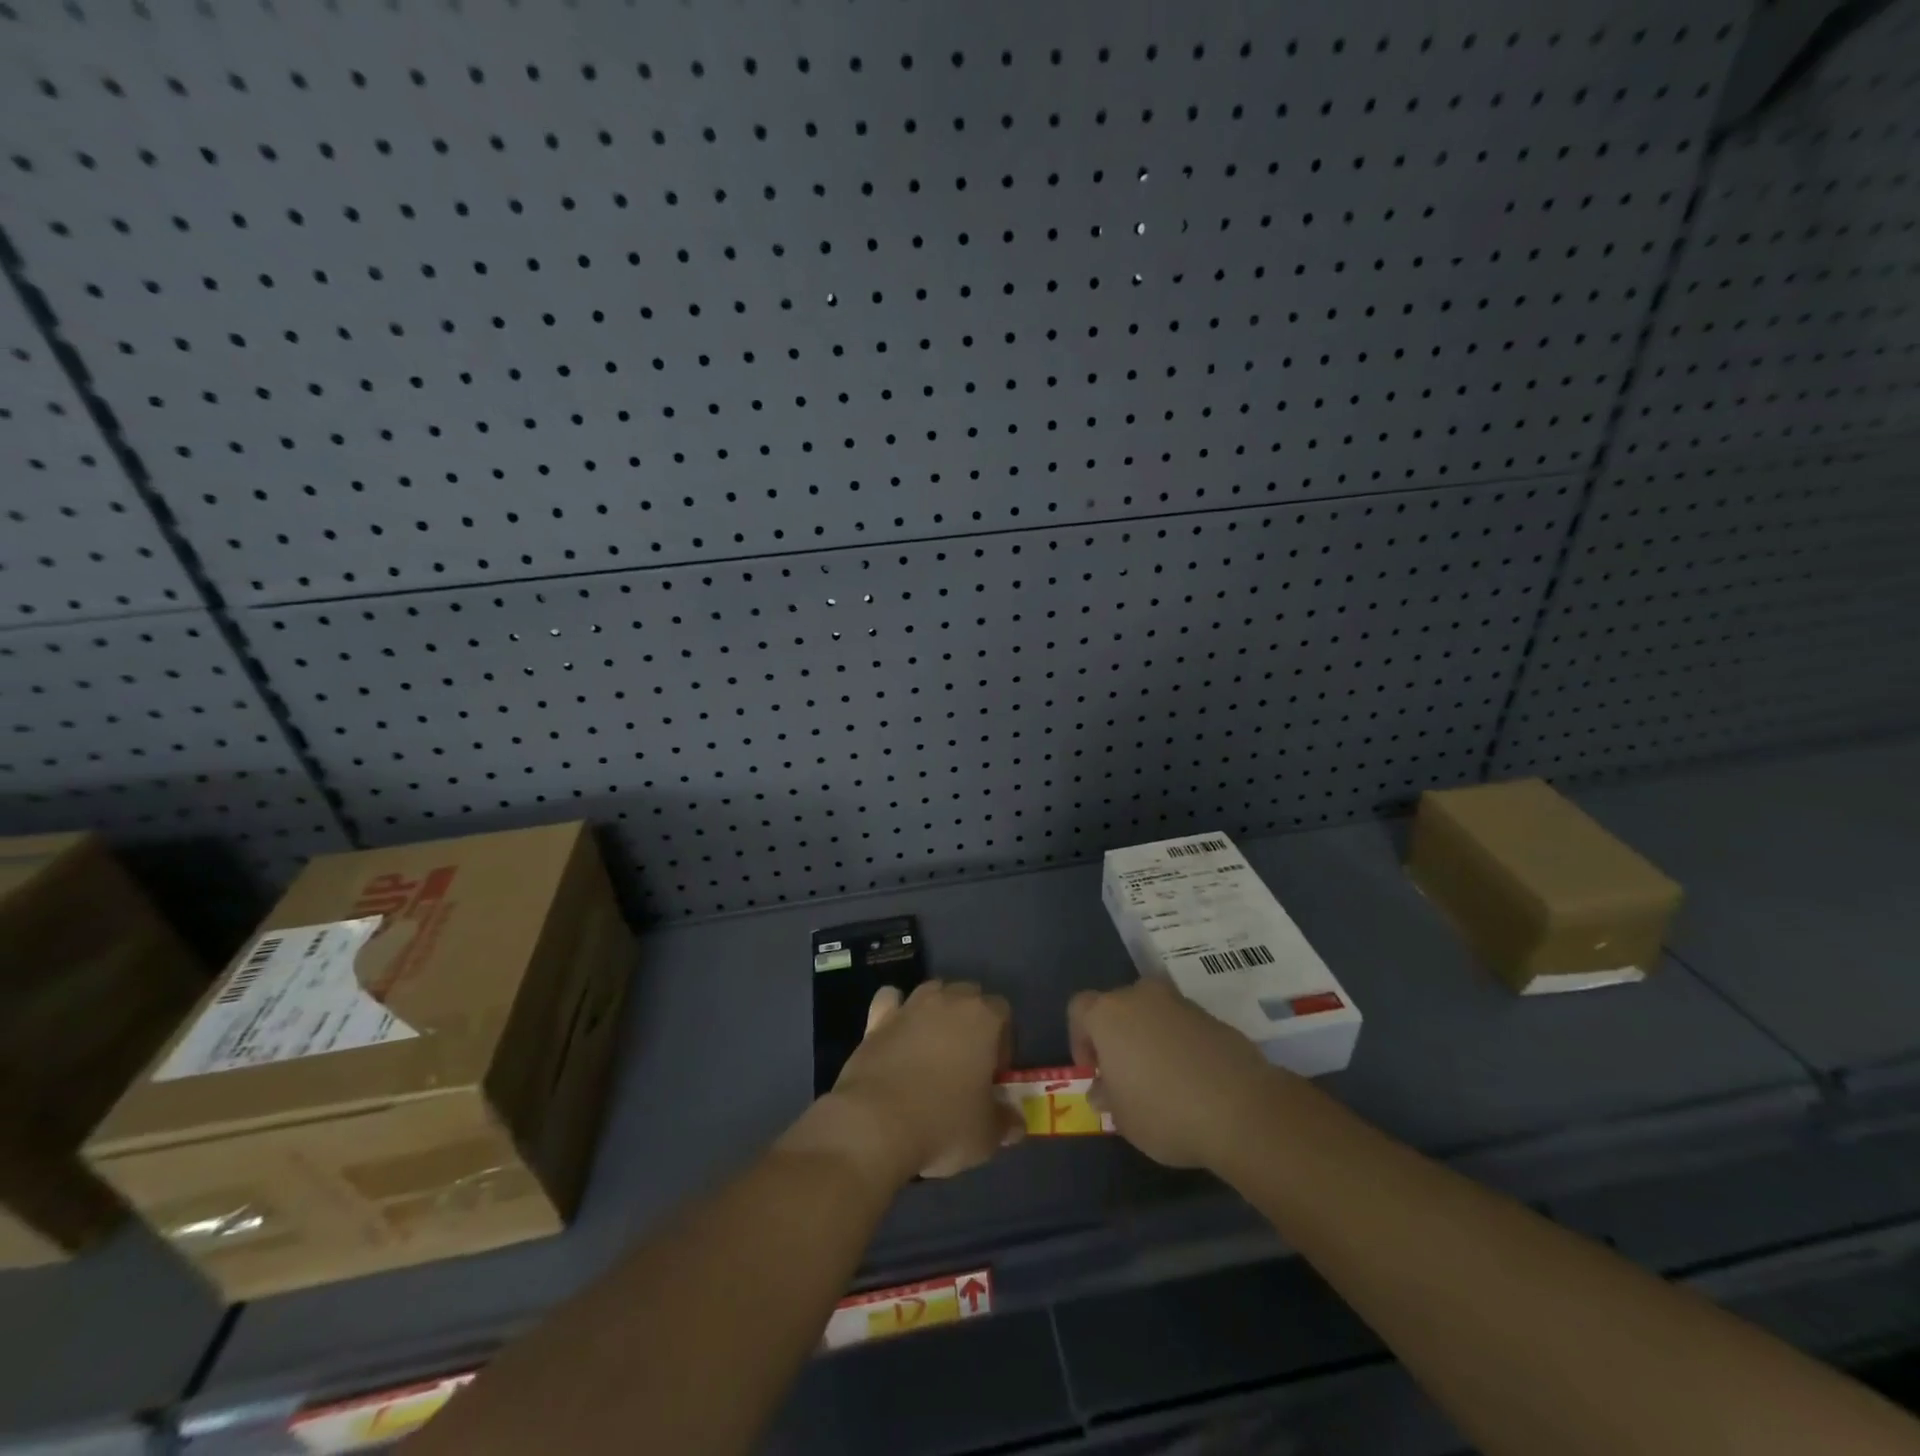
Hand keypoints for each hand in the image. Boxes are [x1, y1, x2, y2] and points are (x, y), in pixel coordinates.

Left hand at [830, 980, 1021, 1179]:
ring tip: (933, 1048)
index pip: (1003, 1011)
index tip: (993, 1074)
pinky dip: (895, 1009)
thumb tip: (1015, 1124)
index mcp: (983, 1018)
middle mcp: (948, 1001)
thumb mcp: (986, 1134)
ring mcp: (910, 1006)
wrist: (876, 1123)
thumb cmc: (943, 1123)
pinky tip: (896, 1033)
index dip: (1002, 1041)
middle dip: (971, 1020)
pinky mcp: (877, 1019)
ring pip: (932, 991)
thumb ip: (1005, 1122)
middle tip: (966, 1062)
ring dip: (937, 1011)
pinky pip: (890, 1000)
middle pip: (968, 994)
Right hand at [1068, 979, 1280, 1169]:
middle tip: (1126, 1074)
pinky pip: (1183, 1026)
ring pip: (1153, 1013)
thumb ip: (1107, 1097)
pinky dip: (1181, 1044)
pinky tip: (1192, 1080)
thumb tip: (1102, 1089)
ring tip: (1162, 1079)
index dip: (1080, 1039)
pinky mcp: (1213, 1017)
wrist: (1241, 1108)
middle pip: (1118, 1007)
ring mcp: (1180, 1003)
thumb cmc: (1164, 1111)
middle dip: (1117, 1036)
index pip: (1078, 1009)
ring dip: (1150, 1038)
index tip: (1094, 1072)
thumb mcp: (1123, 1118)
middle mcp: (1141, 997)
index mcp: (1108, 1014)